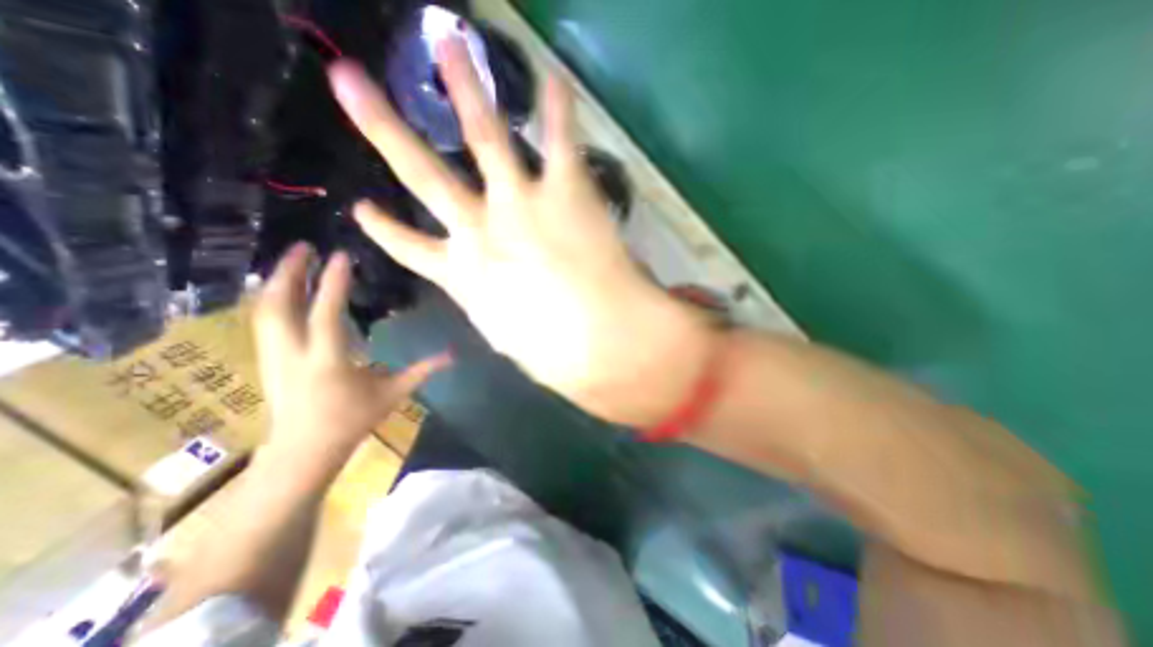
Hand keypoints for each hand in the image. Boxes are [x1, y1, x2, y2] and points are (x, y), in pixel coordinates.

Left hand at [253, 245, 449, 466]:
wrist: (304, 450)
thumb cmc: (353, 420)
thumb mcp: (393, 393)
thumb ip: (423, 370)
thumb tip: (454, 354)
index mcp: (328, 361)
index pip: (326, 314)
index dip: (333, 283)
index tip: (341, 255)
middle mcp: (293, 354)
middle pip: (280, 305)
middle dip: (290, 271)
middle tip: (304, 245)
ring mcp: (273, 356)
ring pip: (264, 311)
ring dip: (277, 281)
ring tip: (293, 259)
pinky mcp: (266, 359)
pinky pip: (263, 321)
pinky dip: (271, 298)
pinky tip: (282, 288)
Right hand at [330, 38, 718, 423]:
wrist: (595, 340)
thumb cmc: (555, 353)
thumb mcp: (515, 339)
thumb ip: (507, 319)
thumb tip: (514, 315)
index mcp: (463, 276)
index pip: (410, 249)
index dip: (384, 231)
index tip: (362, 209)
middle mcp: (479, 230)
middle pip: (421, 172)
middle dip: (383, 128)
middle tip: (350, 83)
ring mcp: (519, 202)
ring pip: (483, 134)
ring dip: (465, 87)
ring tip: (447, 43)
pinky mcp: (564, 190)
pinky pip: (558, 137)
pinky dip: (557, 107)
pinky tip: (552, 77)